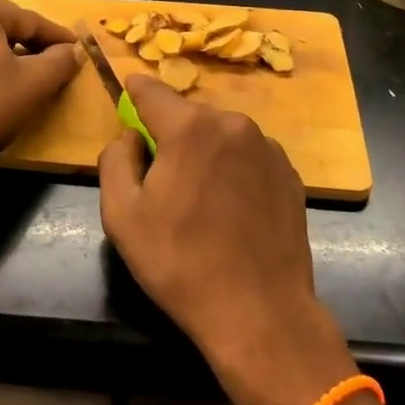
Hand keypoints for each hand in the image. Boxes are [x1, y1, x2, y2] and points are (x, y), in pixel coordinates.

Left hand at [0, 0, 79, 210]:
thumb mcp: (36, 83)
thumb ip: (61, 60)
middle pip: (3, 22)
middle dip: (29, 40)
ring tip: (27, 70)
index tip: (76, 49)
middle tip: (53, 59)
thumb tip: (72, 51)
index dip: (56, 37)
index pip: (28, 20)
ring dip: (6, 49)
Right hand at [98, 76, 357, 404]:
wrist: (260, 314)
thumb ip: (115, 159)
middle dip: (170, 133)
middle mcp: (233, 124)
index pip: (152, 90)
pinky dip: (233, 169)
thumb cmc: (181, 263)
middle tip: (160, 174)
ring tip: (200, 198)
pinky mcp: (290, 173)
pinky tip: (231, 209)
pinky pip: (248, 156)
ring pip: (220, 135)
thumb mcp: (121, 215)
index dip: (134, 90)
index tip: (126, 91)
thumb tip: (129, 137)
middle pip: (188, 115)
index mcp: (190, 128)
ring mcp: (267, 147)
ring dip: (204, 152)